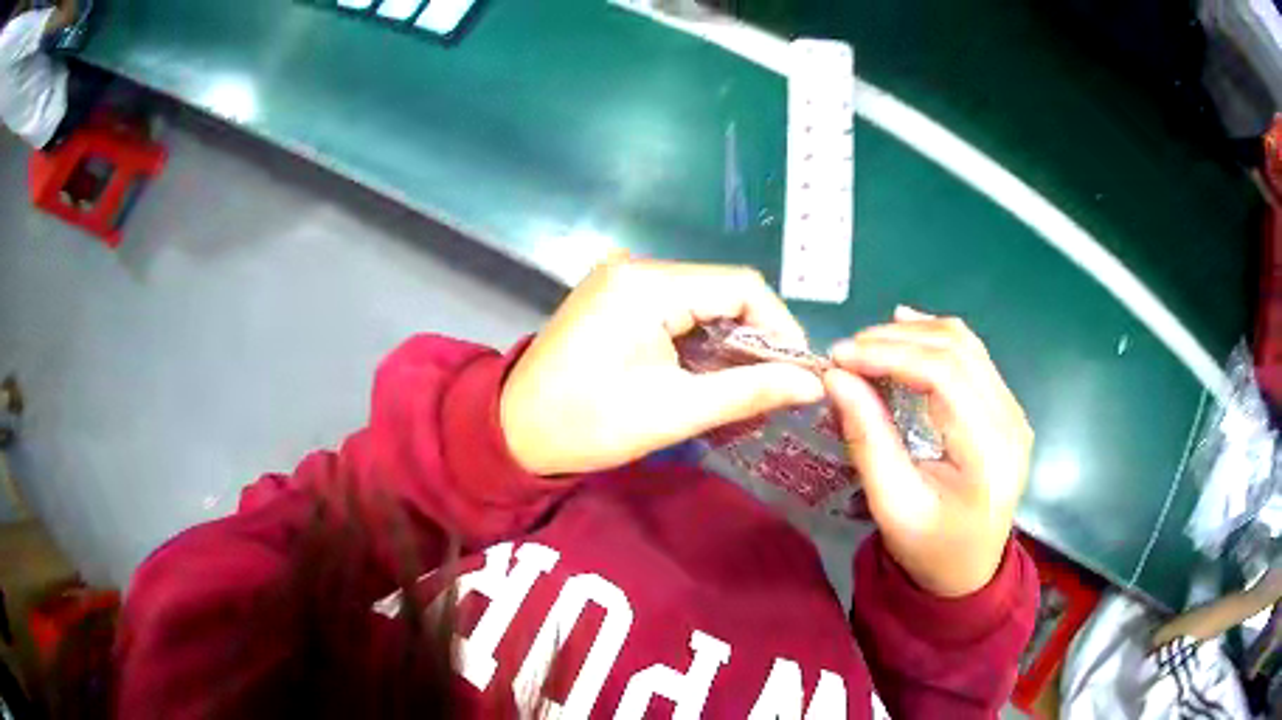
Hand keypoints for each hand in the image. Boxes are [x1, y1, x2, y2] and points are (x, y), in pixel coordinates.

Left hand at [501, 259, 825, 474]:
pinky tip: (707, 373)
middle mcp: (637, 268)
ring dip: (728, 341)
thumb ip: (750, 391)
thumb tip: (814, 384)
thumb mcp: (675, 412)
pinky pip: (675, 308)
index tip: (797, 372)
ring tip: (745, 386)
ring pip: (702, 300)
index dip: (780, 326)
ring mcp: (623, 280)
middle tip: (774, 386)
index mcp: (648, 285)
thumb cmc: (588, 424)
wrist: (512, 432)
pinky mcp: (615, 298)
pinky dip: (699, 340)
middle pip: (722, 290)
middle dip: (756, 338)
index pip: (742, 286)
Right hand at [825, 307, 1032, 596]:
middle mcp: (1011, 422)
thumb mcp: (892, 505)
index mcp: (988, 454)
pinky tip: (905, 333)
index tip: (839, 357)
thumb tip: (836, 378)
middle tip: (847, 352)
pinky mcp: (1008, 409)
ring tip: (868, 345)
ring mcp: (1014, 412)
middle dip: (896, 340)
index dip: (889, 355)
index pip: (943, 376)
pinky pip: (973, 357)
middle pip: (956, 351)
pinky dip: (934, 341)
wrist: (969, 571)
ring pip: (966, 345)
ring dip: (914, 335)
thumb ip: (868, 439)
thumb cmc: (928, 548)